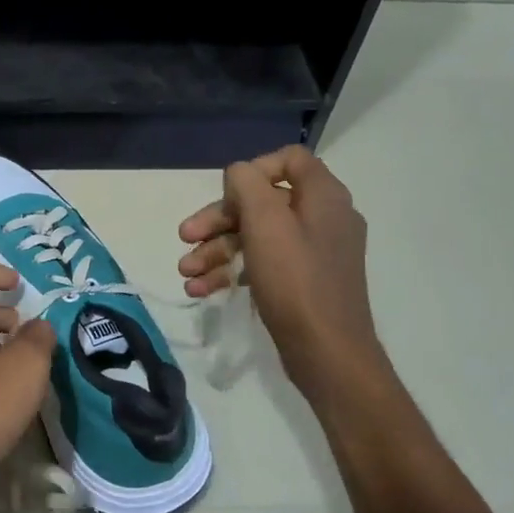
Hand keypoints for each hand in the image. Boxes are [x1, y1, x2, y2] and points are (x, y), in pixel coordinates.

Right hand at [178, 146, 385, 392]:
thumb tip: (238, 174)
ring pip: (256, 236)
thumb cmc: (296, 281)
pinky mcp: (303, 283)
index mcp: (323, 196)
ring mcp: (314, 253)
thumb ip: (247, 186)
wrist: (328, 353)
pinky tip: (202, 290)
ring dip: (216, 250)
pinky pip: (263, 264)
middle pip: (262, 202)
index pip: (289, 160)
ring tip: (186, 273)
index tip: (225, 194)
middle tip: (185, 238)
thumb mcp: (265, 223)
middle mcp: (323, 218)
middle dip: (218, 220)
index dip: (252, 170)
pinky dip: (232, 272)